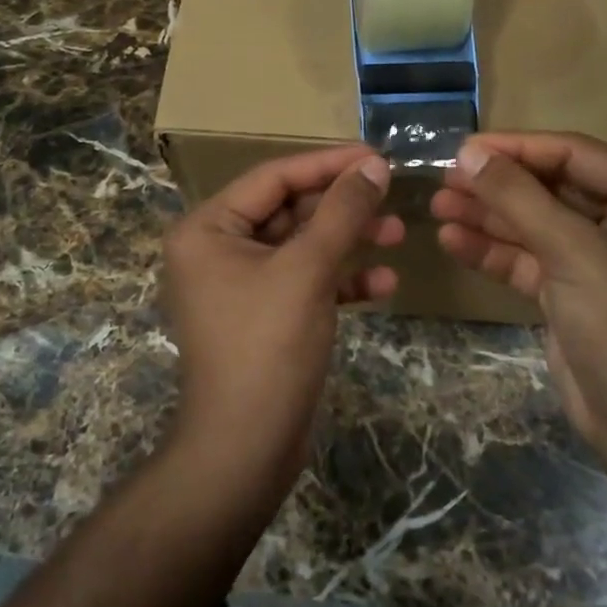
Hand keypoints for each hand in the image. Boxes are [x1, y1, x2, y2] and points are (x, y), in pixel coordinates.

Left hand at [160, 145, 402, 490]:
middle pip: (290, 209)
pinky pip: (304, 281)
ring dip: (348, 241)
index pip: (274, 177)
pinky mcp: (264, 315)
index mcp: (208, 228)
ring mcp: (240, 284)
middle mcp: (217, 249)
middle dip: (343, 207)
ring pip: (302, 245)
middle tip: (392, 198)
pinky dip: (340, 280)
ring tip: (398, 235)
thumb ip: (343, 212)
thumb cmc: (267, 346)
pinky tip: (384, 285)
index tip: (377, 156)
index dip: (328, 163)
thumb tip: (374, 165)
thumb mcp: (308, 269)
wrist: (245, 450)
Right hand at [431, 133, 606, 474]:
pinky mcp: (572, 290)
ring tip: (437, 206)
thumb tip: (468, 153)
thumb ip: (518, 198)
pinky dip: (494, 250)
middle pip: (551, 187)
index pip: (574, 154)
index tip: (464, 148)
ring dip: (488, 216)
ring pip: (534, 223)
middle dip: (498, 185)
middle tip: (444, 177)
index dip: (517, 147)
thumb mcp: (570, 251)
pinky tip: (452, 240)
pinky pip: (529, 257)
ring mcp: (597, 257)